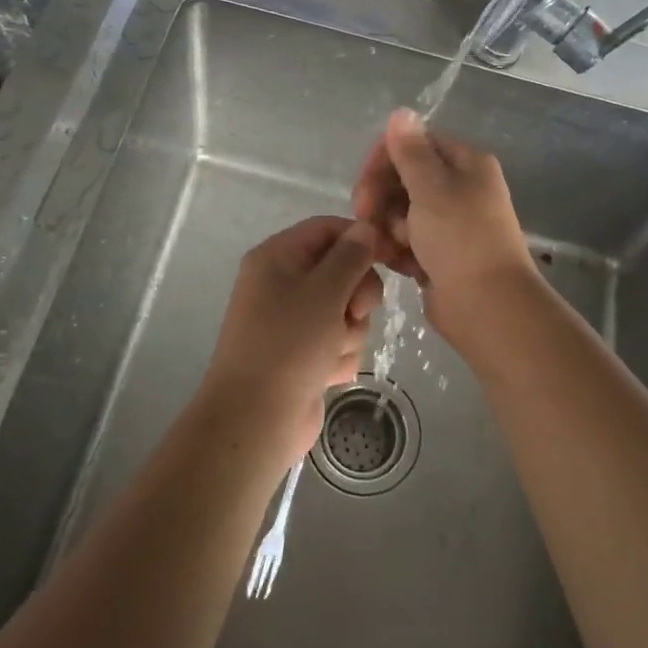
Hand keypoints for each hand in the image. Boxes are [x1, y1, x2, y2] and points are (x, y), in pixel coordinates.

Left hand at [200, 216, 384, 467]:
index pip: (328, 228)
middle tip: (355, 313)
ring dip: (350, 331)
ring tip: (332, 352)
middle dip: (357, 294)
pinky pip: (338, 341)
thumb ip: (351, 256)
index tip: (392, 257)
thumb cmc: (288, 345)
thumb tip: (367, 227)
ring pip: (346, 310)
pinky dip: (339, 356)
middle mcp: (283, 283)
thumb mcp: (325, 291)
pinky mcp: (304, 354)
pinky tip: (327, 374)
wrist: (255, 420)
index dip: (361, 239)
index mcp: (278, 257)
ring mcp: (293, 321)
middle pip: (342, 270)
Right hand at [351, 108, 533, 321]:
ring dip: (387, 227)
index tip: (364, 184)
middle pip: (404, 178)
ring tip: (388, 247)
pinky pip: (407, 241)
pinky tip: (395, 263)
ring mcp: (450, 224)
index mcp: (465, 163)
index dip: (384, 160)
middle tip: (365, 217)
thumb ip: (411, 151)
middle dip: (381, 197)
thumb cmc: (460, 239)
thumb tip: (401, 111)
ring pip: (401, 212)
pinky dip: (398, 250)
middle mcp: (460, 188)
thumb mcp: (432, 187)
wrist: (488, 306)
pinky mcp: (440, 255)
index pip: (415, 144)